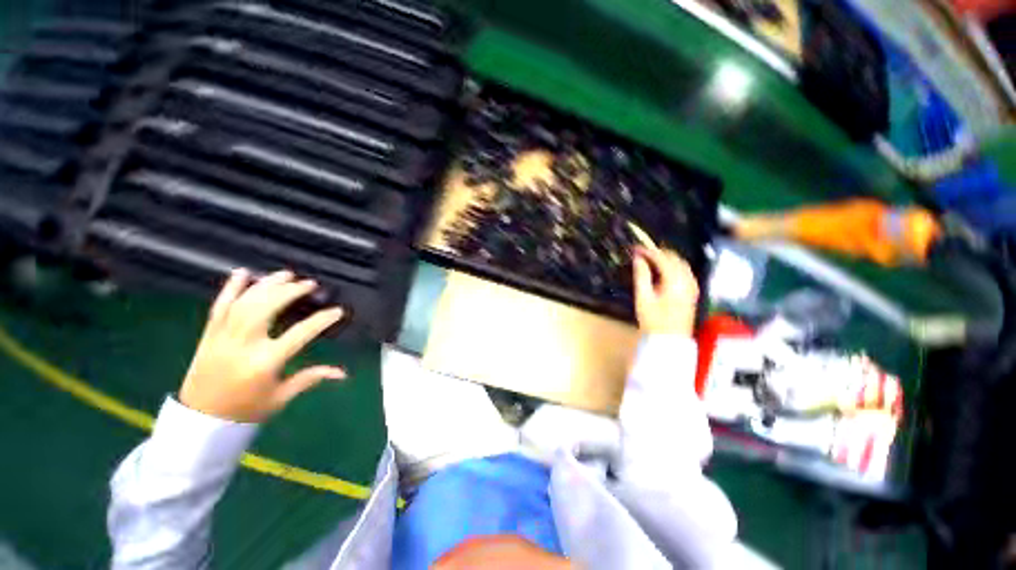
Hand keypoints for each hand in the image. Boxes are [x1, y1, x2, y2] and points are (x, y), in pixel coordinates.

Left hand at [179, 269, 346, 422]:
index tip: (337, 311)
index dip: (321, 320)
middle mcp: (243, 345)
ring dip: (267, 284)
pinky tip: (242, 273)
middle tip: (309, 284)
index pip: (299, 334)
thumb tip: (342, 372)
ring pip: (245, 302)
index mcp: (264, 362)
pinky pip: (219, 306)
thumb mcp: (282, 397)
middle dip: (290, 292)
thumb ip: (311, 378)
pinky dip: (230, 287)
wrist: (200, 421)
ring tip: (286, 274)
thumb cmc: (245, 410)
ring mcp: (223, 337)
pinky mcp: (209, 334)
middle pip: (267, 308)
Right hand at [632, 247, 698, 335]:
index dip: (648, 251)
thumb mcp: (643, 298)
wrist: (669, 340)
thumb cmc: (653, 320)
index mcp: (675, 281)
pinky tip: (664, 270)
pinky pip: (685, 271)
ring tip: (650, 259)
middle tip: (642, 253)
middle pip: (675, 258)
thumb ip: (641, 276)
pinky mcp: (692, 292)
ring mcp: (692, 286)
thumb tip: (638, 259)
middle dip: (658, 252)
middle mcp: (687, 281)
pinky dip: (674, 266)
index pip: (662, 259)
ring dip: (667, 258)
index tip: (636, 249)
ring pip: (681, 263)